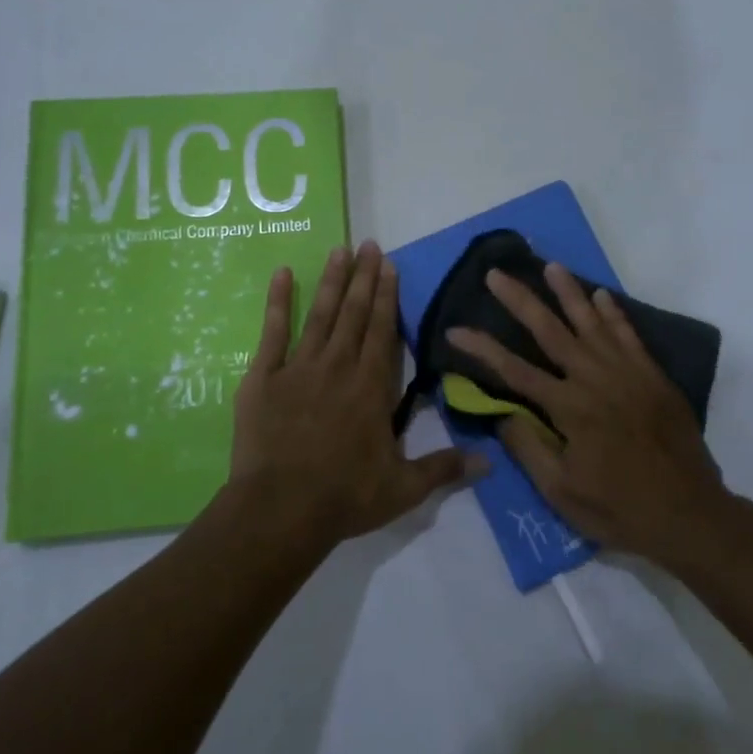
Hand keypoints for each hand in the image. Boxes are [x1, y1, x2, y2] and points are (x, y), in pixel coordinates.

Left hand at [228, 241, 478, 547]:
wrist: (279, 509)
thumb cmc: (344, 497)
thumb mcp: (403, 488)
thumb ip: (443, 469)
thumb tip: (489, 463)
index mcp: (371, 386)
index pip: (382, 330)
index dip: (387, 295)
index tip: (389, 265)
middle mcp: (338, 366)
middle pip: (354, 313)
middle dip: (363, 277)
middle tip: (368, 244)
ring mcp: (298, 368)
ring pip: (320, 314)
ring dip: (332, 281)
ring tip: (339, 250)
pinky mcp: (263, 377)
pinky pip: (273, 331)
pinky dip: (278, 301)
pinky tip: (283, 274)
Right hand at [447, 264, 730, 567]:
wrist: (691, 514)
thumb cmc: (619, 509)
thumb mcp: (562, 493)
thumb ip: (529, 449)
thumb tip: (501, 412)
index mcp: (569, 408)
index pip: (514, 370)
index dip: (482, 348)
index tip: (455, 329)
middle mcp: (595, 380)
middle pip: (550, 331)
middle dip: (520, 300)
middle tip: (497, 274)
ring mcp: (628, 373)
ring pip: (592, 323)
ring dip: (568, 292)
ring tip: (550, 266)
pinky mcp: (653, 377)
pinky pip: (629, 335)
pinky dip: (614, 313)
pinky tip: (601, 295)